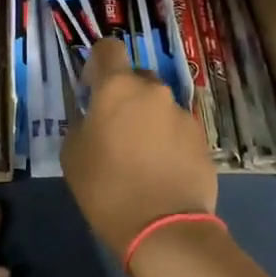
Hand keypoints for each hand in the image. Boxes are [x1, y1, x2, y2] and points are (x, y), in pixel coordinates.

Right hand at [62, 37, 217, 259]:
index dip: (97, 63)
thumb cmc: (106, 188)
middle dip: (125, 96)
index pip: (108, 49)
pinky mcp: (202, 138)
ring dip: (148, 120)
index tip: (91, 89)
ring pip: (159, 106)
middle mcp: (154, 91)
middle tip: (116, 129)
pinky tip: (162, 170)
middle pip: (136, 78)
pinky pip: (178, 129)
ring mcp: (182, 114)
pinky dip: (168, 141)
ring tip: (142, 157)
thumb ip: (82, 124)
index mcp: (117, 87)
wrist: (164, 228)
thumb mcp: (73, 154)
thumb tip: (94, 119)